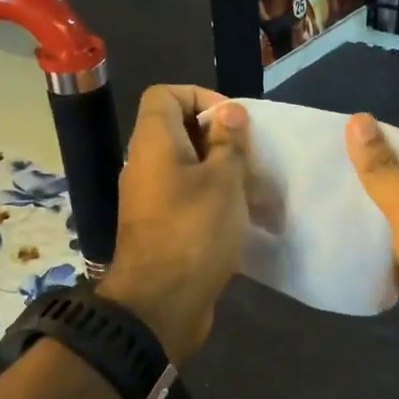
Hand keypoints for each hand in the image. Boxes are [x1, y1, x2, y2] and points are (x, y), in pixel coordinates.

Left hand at [98, 85, 249, 363]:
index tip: (233, 122)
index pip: (165, 94)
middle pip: (179, 131)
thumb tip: (229, 113)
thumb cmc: (194, 231)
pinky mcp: (160, 227)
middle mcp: (145, 164)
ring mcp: (150, 198)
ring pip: (187, 168)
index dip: (201, 97)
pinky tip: (241, 218)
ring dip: (221, 173)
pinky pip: (186, 198)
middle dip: (219, 139)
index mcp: (153, 143)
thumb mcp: (223, 180)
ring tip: (254, 190)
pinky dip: (212, 200)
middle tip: (250, 158)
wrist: (160, 304)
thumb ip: (229, 142)